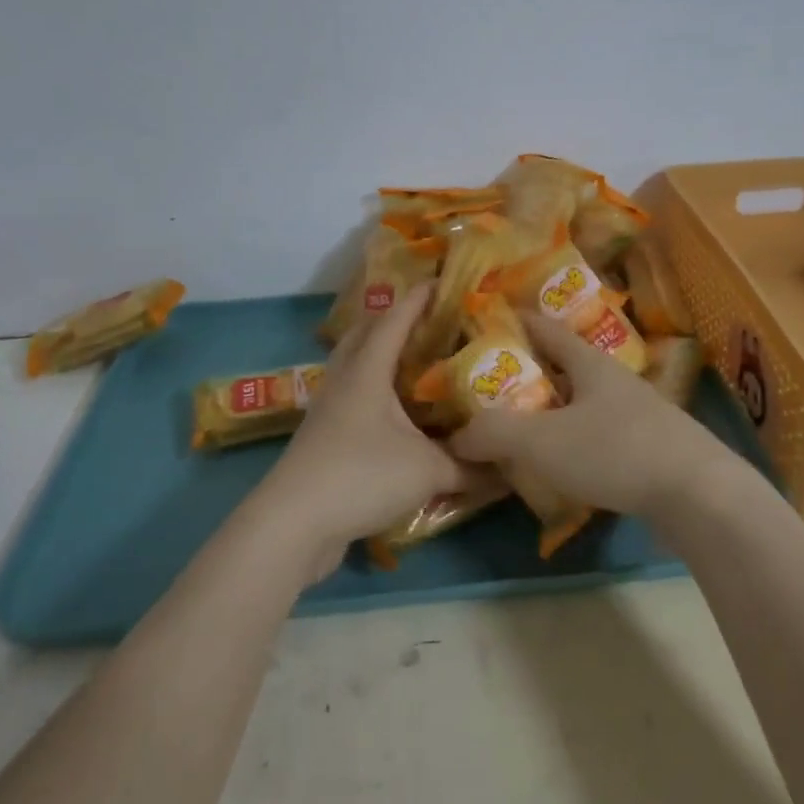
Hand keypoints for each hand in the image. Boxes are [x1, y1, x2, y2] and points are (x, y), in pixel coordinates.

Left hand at [250, 283, 484, 568]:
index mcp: (368, 370)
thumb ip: (471, 467)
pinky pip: (352, 395)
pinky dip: (374, 389)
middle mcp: (345, 380)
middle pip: (365, 333)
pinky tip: (397, 411)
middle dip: (395, 318)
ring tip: (417, 358)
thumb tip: (510, 468)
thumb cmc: (361, 477)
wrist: (293, 524)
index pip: (396, 318)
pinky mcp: (323, 436)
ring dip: (381, 353)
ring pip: (355, 364)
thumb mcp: (428, 471)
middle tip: (431, 319)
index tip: (444, 279)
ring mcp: (329, 408)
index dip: (420, 297)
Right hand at [449, 312, 739, 522]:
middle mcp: (614, 380)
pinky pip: (600, 436)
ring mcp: (638, 414)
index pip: (545, 329)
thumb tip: (456, 436)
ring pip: (583, 404)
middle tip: (490, 388)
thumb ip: (494, 434)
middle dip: (529, 373)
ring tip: (519, 429)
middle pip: (565, 367)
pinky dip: (574, 442)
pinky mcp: (652, 448)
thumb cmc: (615, 451)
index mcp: (589, 363)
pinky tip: (560, 465)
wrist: (699, 495)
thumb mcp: (542, 441)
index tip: (487, 321)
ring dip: (552, 411)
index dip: (515, 322)